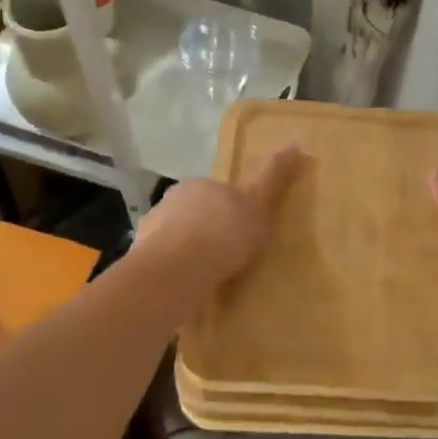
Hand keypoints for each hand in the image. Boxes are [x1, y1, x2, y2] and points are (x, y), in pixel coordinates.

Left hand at [132, 146, 304, 290]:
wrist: (175, 272)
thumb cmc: (222, 233)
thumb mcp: (257, 204)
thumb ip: (273, 177)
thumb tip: (296, 144)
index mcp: (197, 185)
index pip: (217, 193)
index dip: (231, 210)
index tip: (244, 230)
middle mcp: (169, 203)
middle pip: (194, 216)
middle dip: (208, 232)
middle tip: (231, 257)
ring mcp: (150, 234)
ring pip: (176, 242)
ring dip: (190, 256)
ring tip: (211, 281)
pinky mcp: (142, 265)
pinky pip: (165, 268)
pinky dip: (176, 277)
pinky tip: (190, 294)